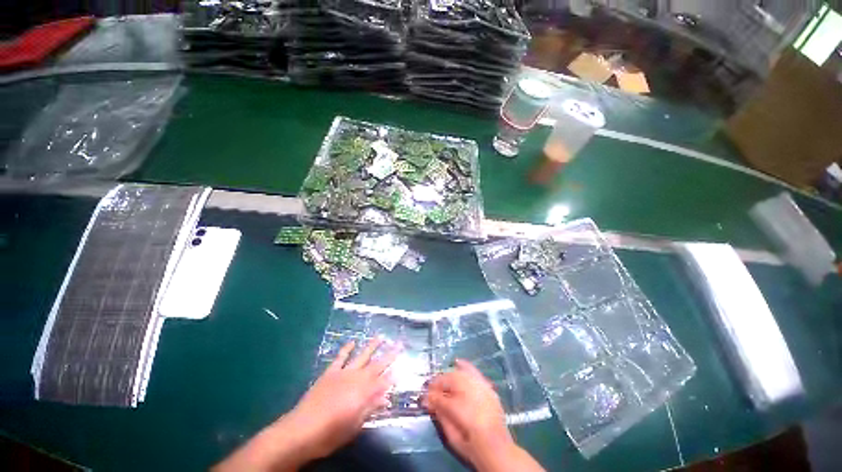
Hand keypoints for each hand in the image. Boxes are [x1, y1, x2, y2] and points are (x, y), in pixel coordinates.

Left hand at [214, 338, 398, 471]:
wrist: (302, 430)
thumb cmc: (331, 433)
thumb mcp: (355, 425)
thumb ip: (371, 408)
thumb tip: (387, 396)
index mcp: (365, 393)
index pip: (384, 380)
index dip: (394, 373)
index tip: (402, 365)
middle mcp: (357, 379)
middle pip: (377, 364)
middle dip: (390, 354)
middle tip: (399, 343)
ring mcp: (344, 373)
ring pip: (362, 356)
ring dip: (372, 346)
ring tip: (381, 336)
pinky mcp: (331, 372)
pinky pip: (341, 357)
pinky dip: (347, 348)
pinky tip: (353, 342)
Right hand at [424, 359, 543, 471]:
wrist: (499, 450)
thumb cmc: (472, 447)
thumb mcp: (452, 436)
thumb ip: (440, 415)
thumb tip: (429, 402)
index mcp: (459, 408)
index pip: (438, 396)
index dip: (429, 397)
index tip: (423, 399)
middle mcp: (470, 392)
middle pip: (449, 380)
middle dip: (438, 384)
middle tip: (431, 390)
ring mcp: (481, 388)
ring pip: (460, 374)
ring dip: (449, 375)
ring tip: (441, 380)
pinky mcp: (488, 388)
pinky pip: (474, 372)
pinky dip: (465, 366)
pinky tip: (458, 363)